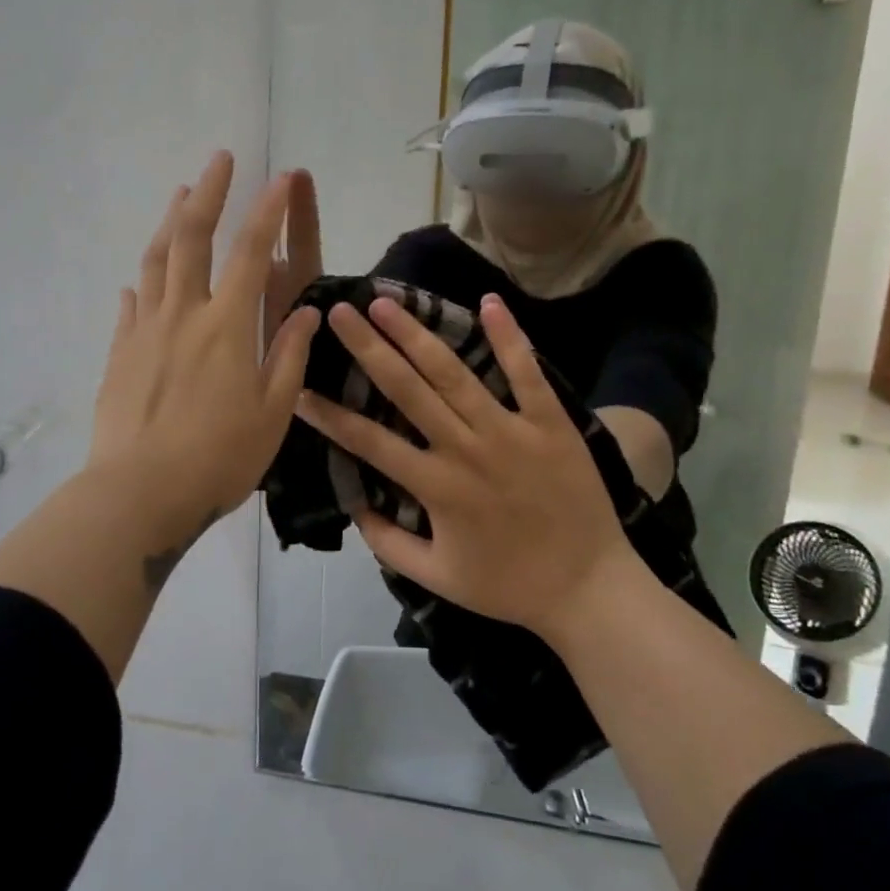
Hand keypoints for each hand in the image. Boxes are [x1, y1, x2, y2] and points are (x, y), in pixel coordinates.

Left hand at [90, 151, 320, 545]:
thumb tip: (304, 312)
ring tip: (180, 194)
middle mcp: (183, 314)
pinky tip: (139, 280)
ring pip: (156, 261)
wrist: (139, 493)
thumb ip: (288, 357)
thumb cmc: (218, 458)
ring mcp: (144, 331)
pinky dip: (141, 283)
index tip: (280, 177)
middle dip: (209, 193)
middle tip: (219, 159)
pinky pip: (129, 306)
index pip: (251, 253)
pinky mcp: (119, 353)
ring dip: (170, 222)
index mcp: (227, 326)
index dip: (267, 211)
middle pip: (193, 238)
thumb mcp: (272, 413)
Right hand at [295, 294, 637, 642]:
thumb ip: (388, 543)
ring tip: (386, 302)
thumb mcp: (437, 578)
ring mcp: (510, 430)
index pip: (369, 441)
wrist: (590, 589)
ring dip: (417, 334)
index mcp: (436, 486)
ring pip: (455, 373)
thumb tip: (354, 506)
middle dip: (368, 348)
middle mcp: (466, 448)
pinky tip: (488, 302)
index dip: (330, 416)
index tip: (300, 389)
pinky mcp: (550, 423)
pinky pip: (527, 373)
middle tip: (340, 312)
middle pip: (407, 389)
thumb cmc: (509, 585)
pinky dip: (509, 337)